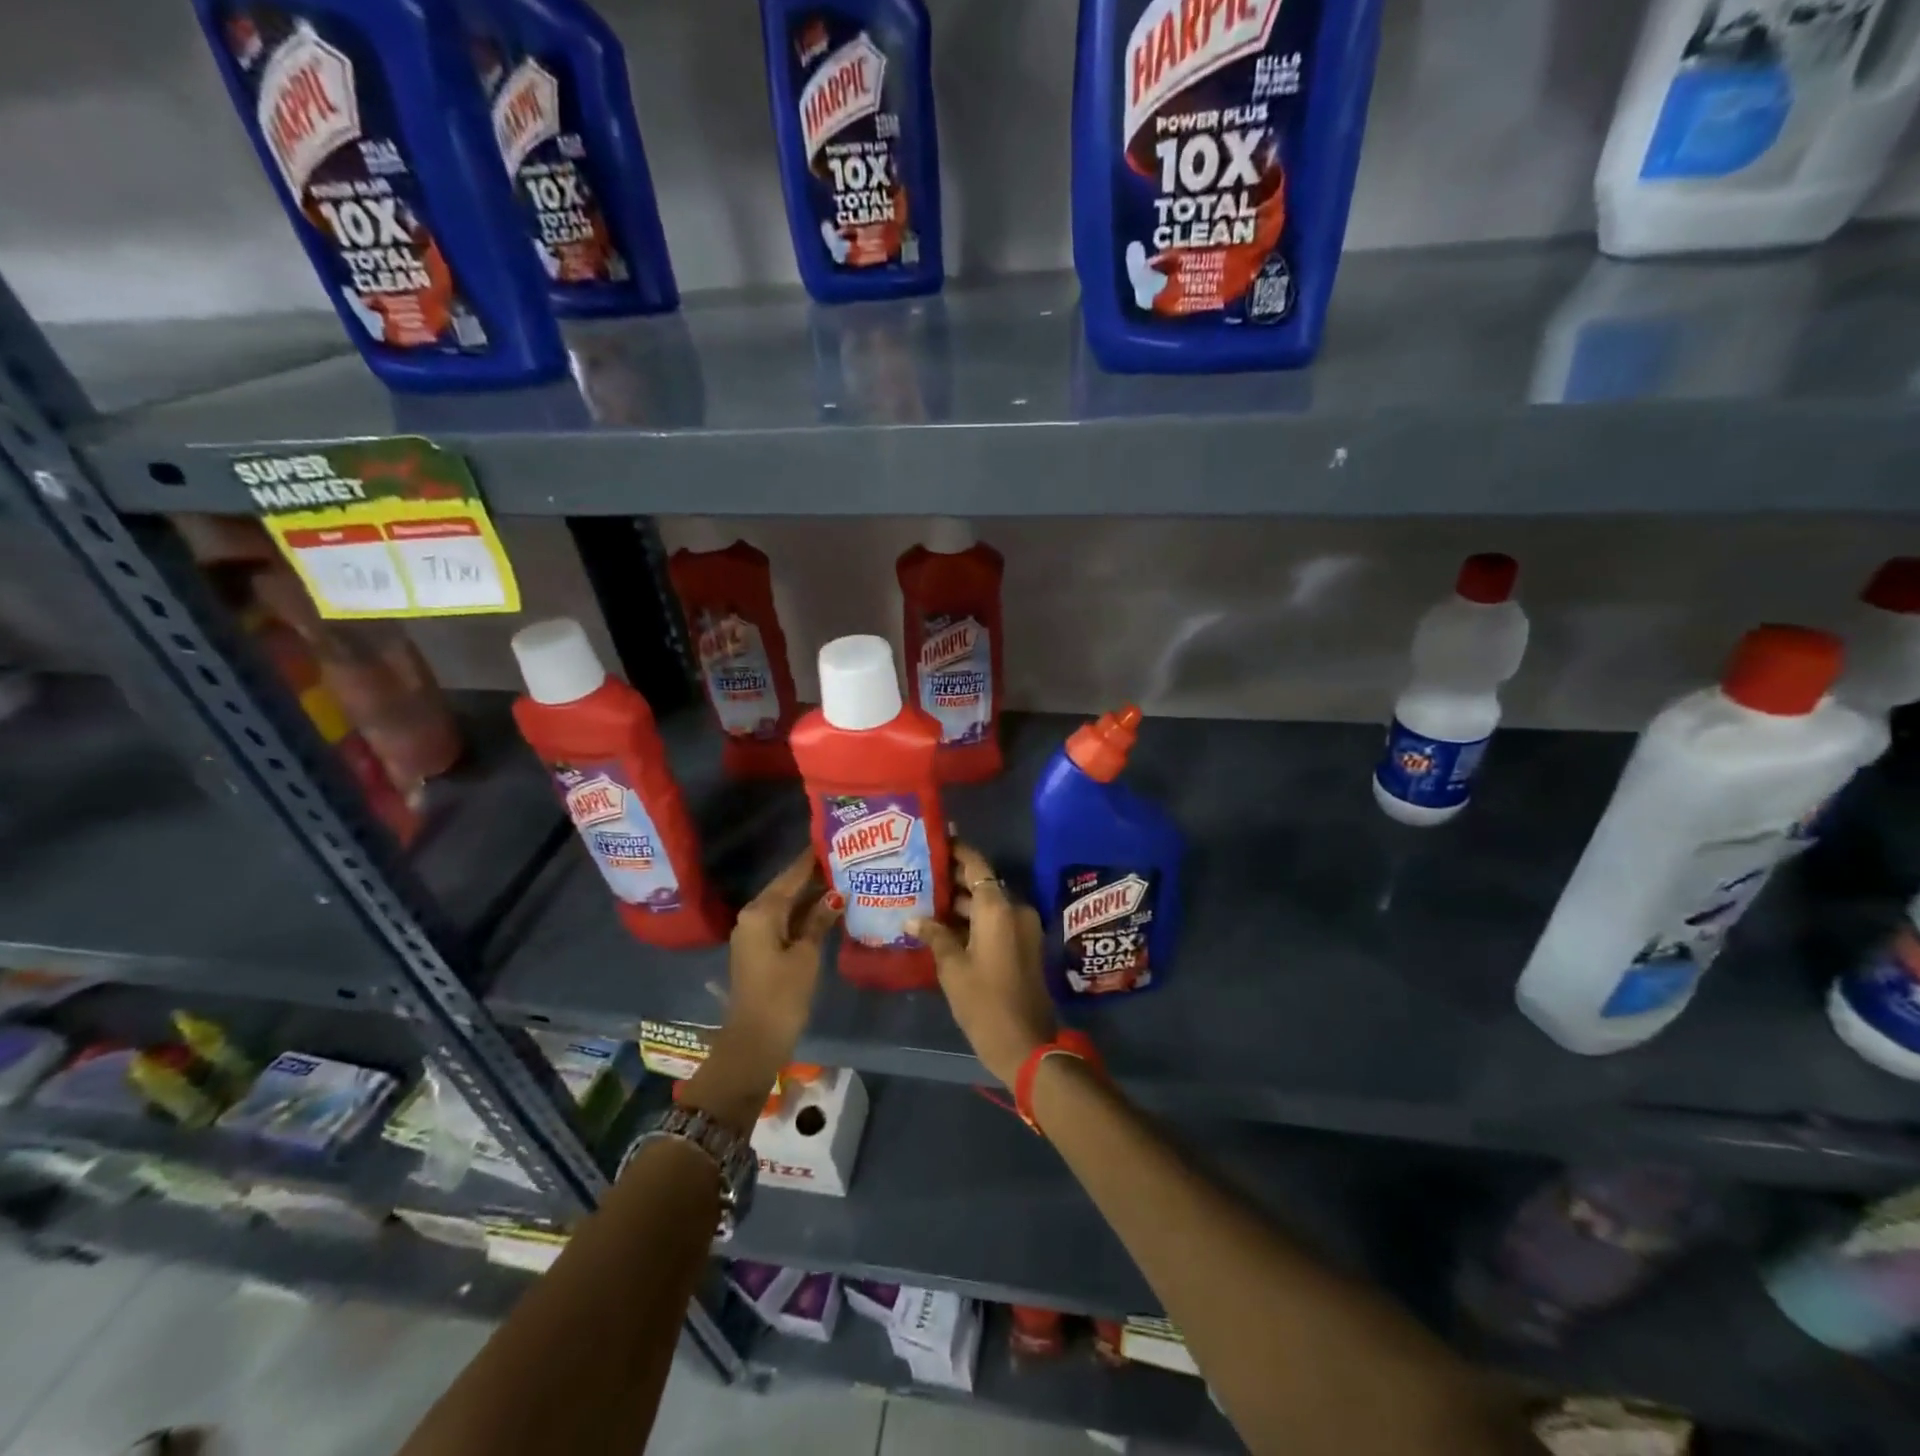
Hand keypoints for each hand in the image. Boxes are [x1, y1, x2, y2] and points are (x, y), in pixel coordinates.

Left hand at [683, 851, 840, 1132]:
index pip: (791, 875)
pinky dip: (804, 915)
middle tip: (845, 859)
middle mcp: (753, 916)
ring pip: (787, 905)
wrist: (754, 1041)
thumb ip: (820, 920)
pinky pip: (784, 921)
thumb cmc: (782, 995)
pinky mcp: (760, 949)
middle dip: (814, 875)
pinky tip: (828, 910)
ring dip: (811, 896)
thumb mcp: (806, 955)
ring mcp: (754, 933)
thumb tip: (837, 893)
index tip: (832, 839)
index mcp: (762, 912)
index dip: (811, 859)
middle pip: (787, 887)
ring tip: (843, 879)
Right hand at [908, 841, 1053, 1086]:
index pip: (976, 865)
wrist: (1026, 1044)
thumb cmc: (985, 1002)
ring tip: (924, 898)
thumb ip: (934, 935)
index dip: (956, 850)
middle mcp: (1014, 909)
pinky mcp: (1023, 945)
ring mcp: (1022, 928)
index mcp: (998, 908)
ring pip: (988, 904)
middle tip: (919, 872)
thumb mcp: (952, 968)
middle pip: (982, 883)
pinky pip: (996, 921)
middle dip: (952, 879)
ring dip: (961, 902)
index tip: (934, 840)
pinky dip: (973, 920)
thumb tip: (912, 919)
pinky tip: (943, 925)